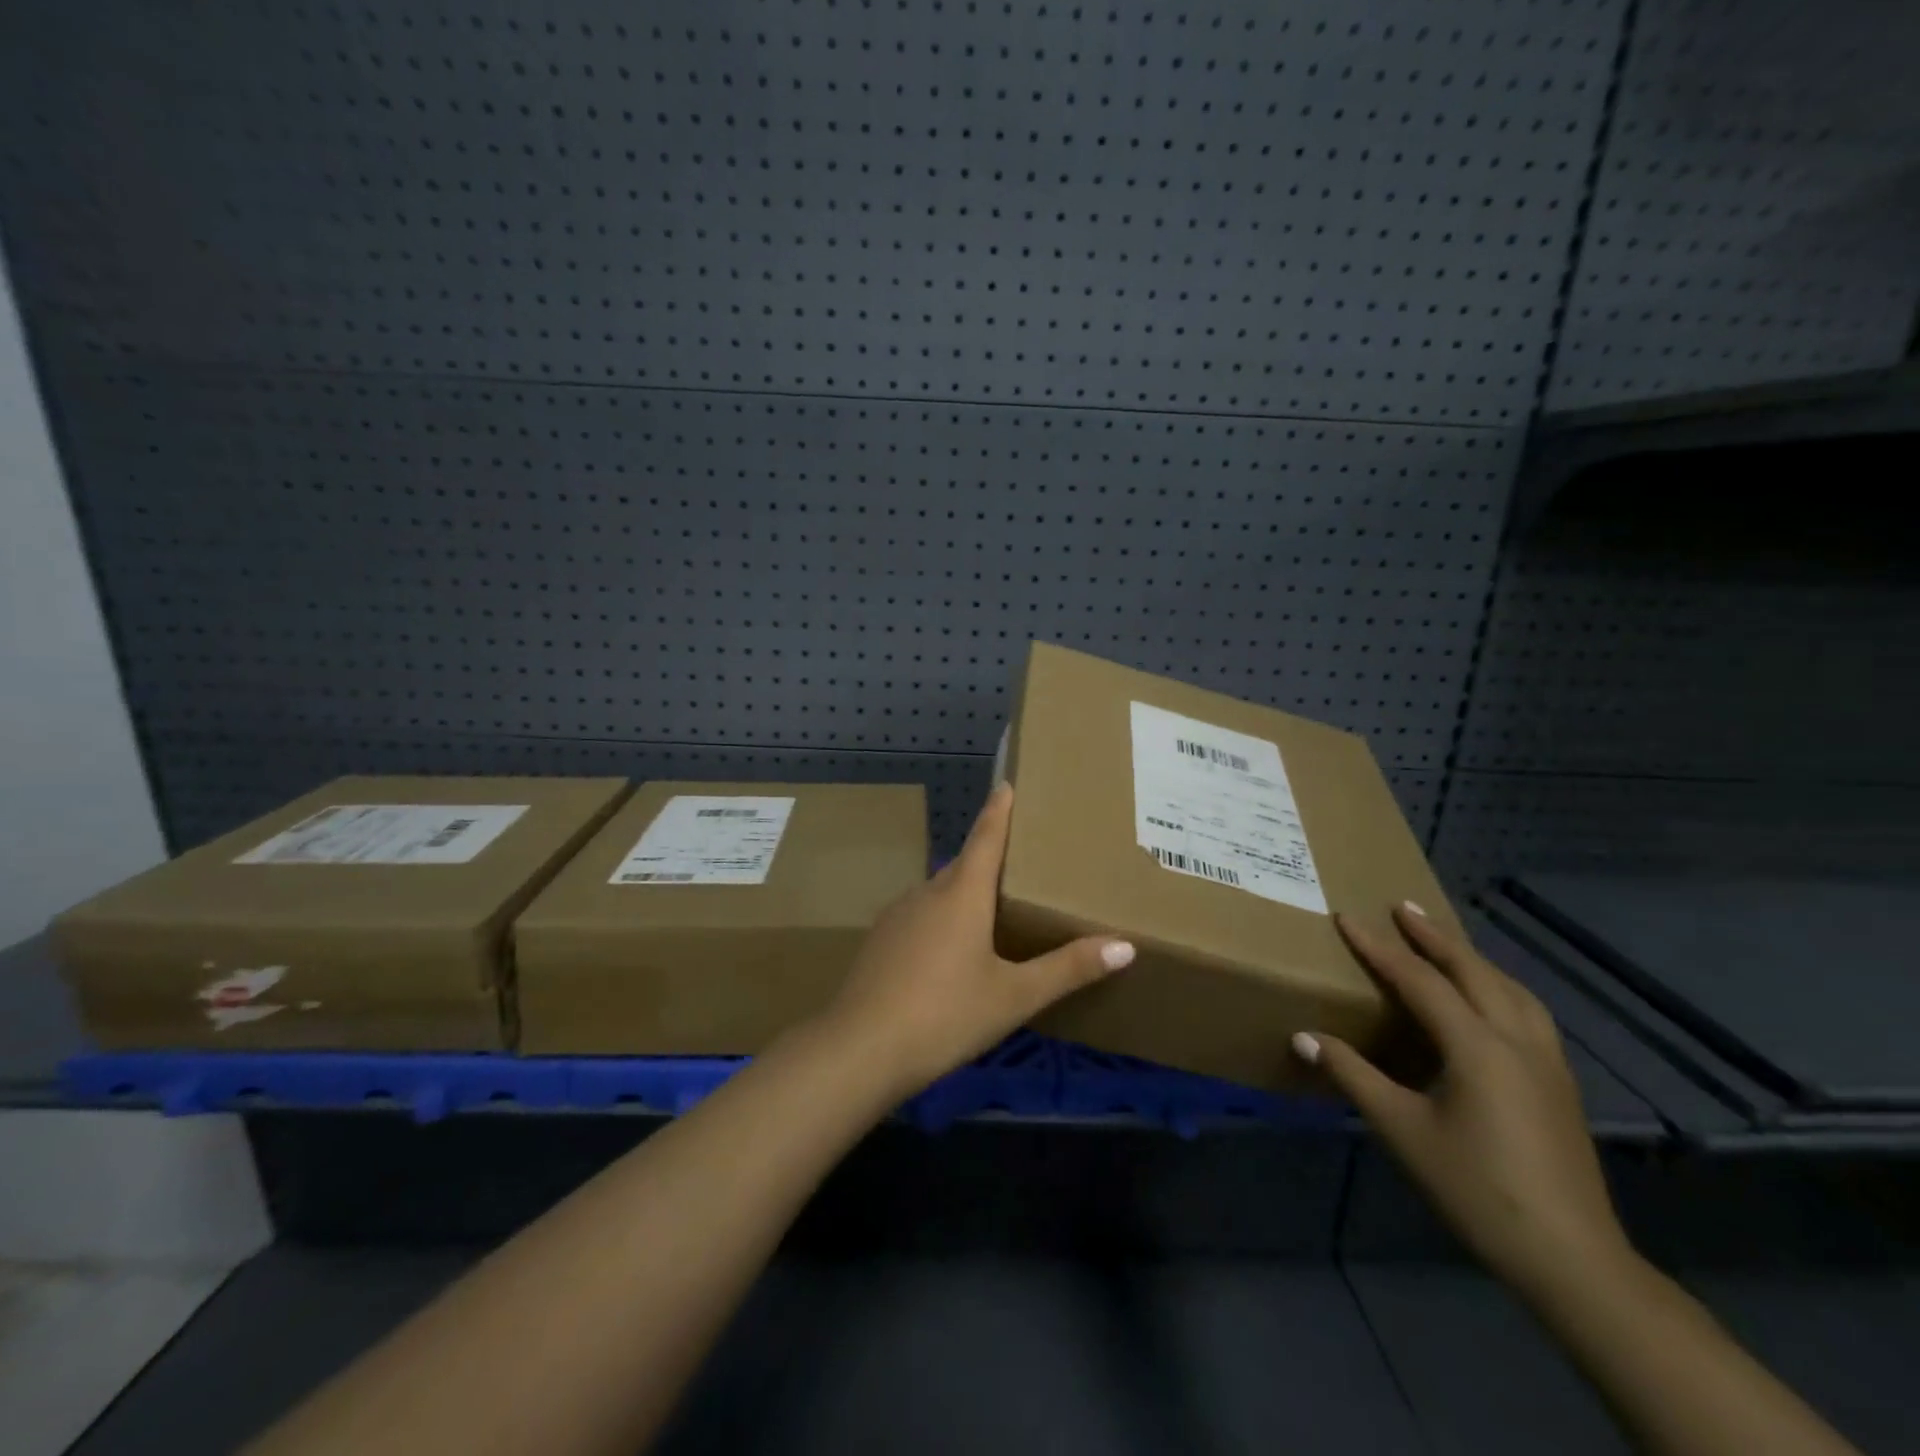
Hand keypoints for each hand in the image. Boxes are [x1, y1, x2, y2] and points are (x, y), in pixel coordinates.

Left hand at [820, 783, 1134, 1096]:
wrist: (860, 1049)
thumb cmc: (946, 1014)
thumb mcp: (1015, 996)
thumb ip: (1068, 968)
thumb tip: (1126, 945)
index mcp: (962, 894)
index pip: (986, 837)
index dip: (999, 810)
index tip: (1006, 784)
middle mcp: (927, 893)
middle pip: (964, 865)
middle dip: (988, 858)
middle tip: (1019, 860)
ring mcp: (897, 916)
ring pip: (940, 893)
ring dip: (964, 893)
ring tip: (990, 909)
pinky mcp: (880, 941)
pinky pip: (920, 916)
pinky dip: (941, 919)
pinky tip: (949, 952)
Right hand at [1297, 904, 1631, 1299]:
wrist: (1571, 1259)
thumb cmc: (1475, 1187)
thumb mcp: (1401, 1130)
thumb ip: (1352, 1075)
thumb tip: (1302, 1036)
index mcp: (1477, 1046)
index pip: (1419, 980)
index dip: (1379, 948)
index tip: (1347, 918)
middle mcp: (1516, 1040)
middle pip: (1473, 971)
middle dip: (1434, 936)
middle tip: (1402, 906)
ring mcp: (1547, 1061)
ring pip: (1510, 988)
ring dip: (1472, 958)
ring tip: (1445, 943)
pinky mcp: (1560, 1084)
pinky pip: (1527, 1012)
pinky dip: (1499, 987)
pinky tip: (1491, 1000)